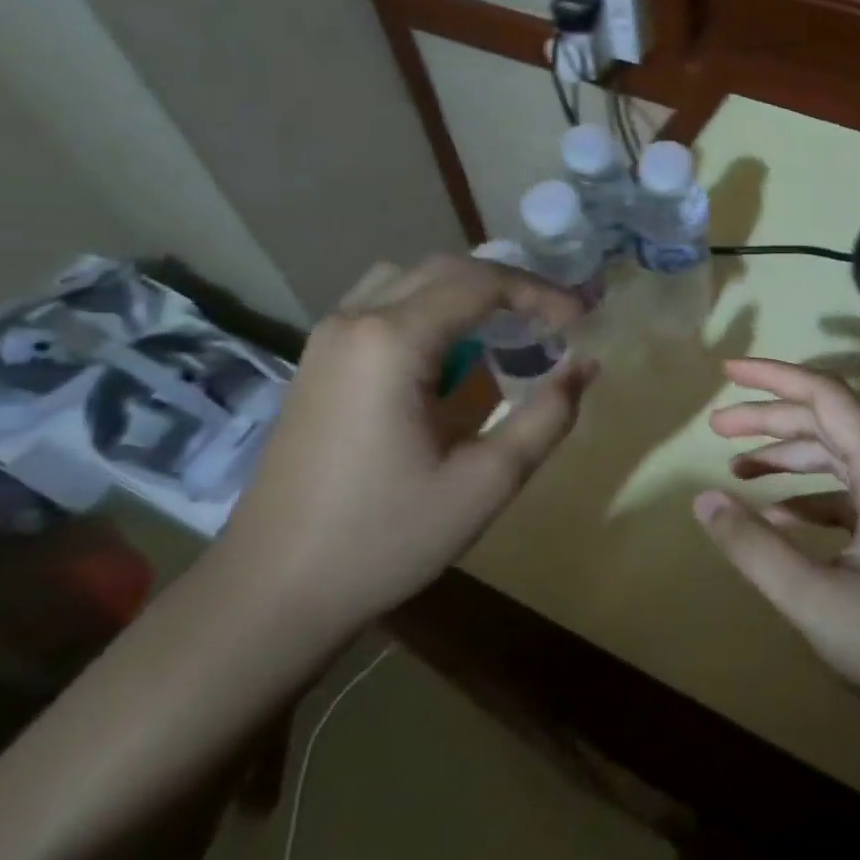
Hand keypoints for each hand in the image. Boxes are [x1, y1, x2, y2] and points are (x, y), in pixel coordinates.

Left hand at [222, 254, 595, 626]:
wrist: (273, 590)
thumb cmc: (384, 538)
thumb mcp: (485, 483)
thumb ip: (546, 417)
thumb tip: (586, 366)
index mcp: (392, 342)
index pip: (482, 284)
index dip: (541, 294)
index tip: (582, 321)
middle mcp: (354, 321)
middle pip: (445, 269)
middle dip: (509, 286)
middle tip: (555, 320)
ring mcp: (327, 338)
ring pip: (408, 279)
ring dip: (465, 291)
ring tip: (508, 327)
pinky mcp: (316, 361)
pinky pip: (381, 305)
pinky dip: (429, 308)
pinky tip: (450, 353)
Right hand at [696, 358, 859, 739]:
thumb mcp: (815, 601)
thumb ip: (754, 547)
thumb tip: (704, 500)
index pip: (825, 395)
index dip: (773, 376)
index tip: (726, 370)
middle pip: (829, 421)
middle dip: (770, 419)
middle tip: (716, 427)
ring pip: (840, 455)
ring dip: (789, 456)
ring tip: (737, 467)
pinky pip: (853, 492)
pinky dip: (813, 496)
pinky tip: (778, 518)